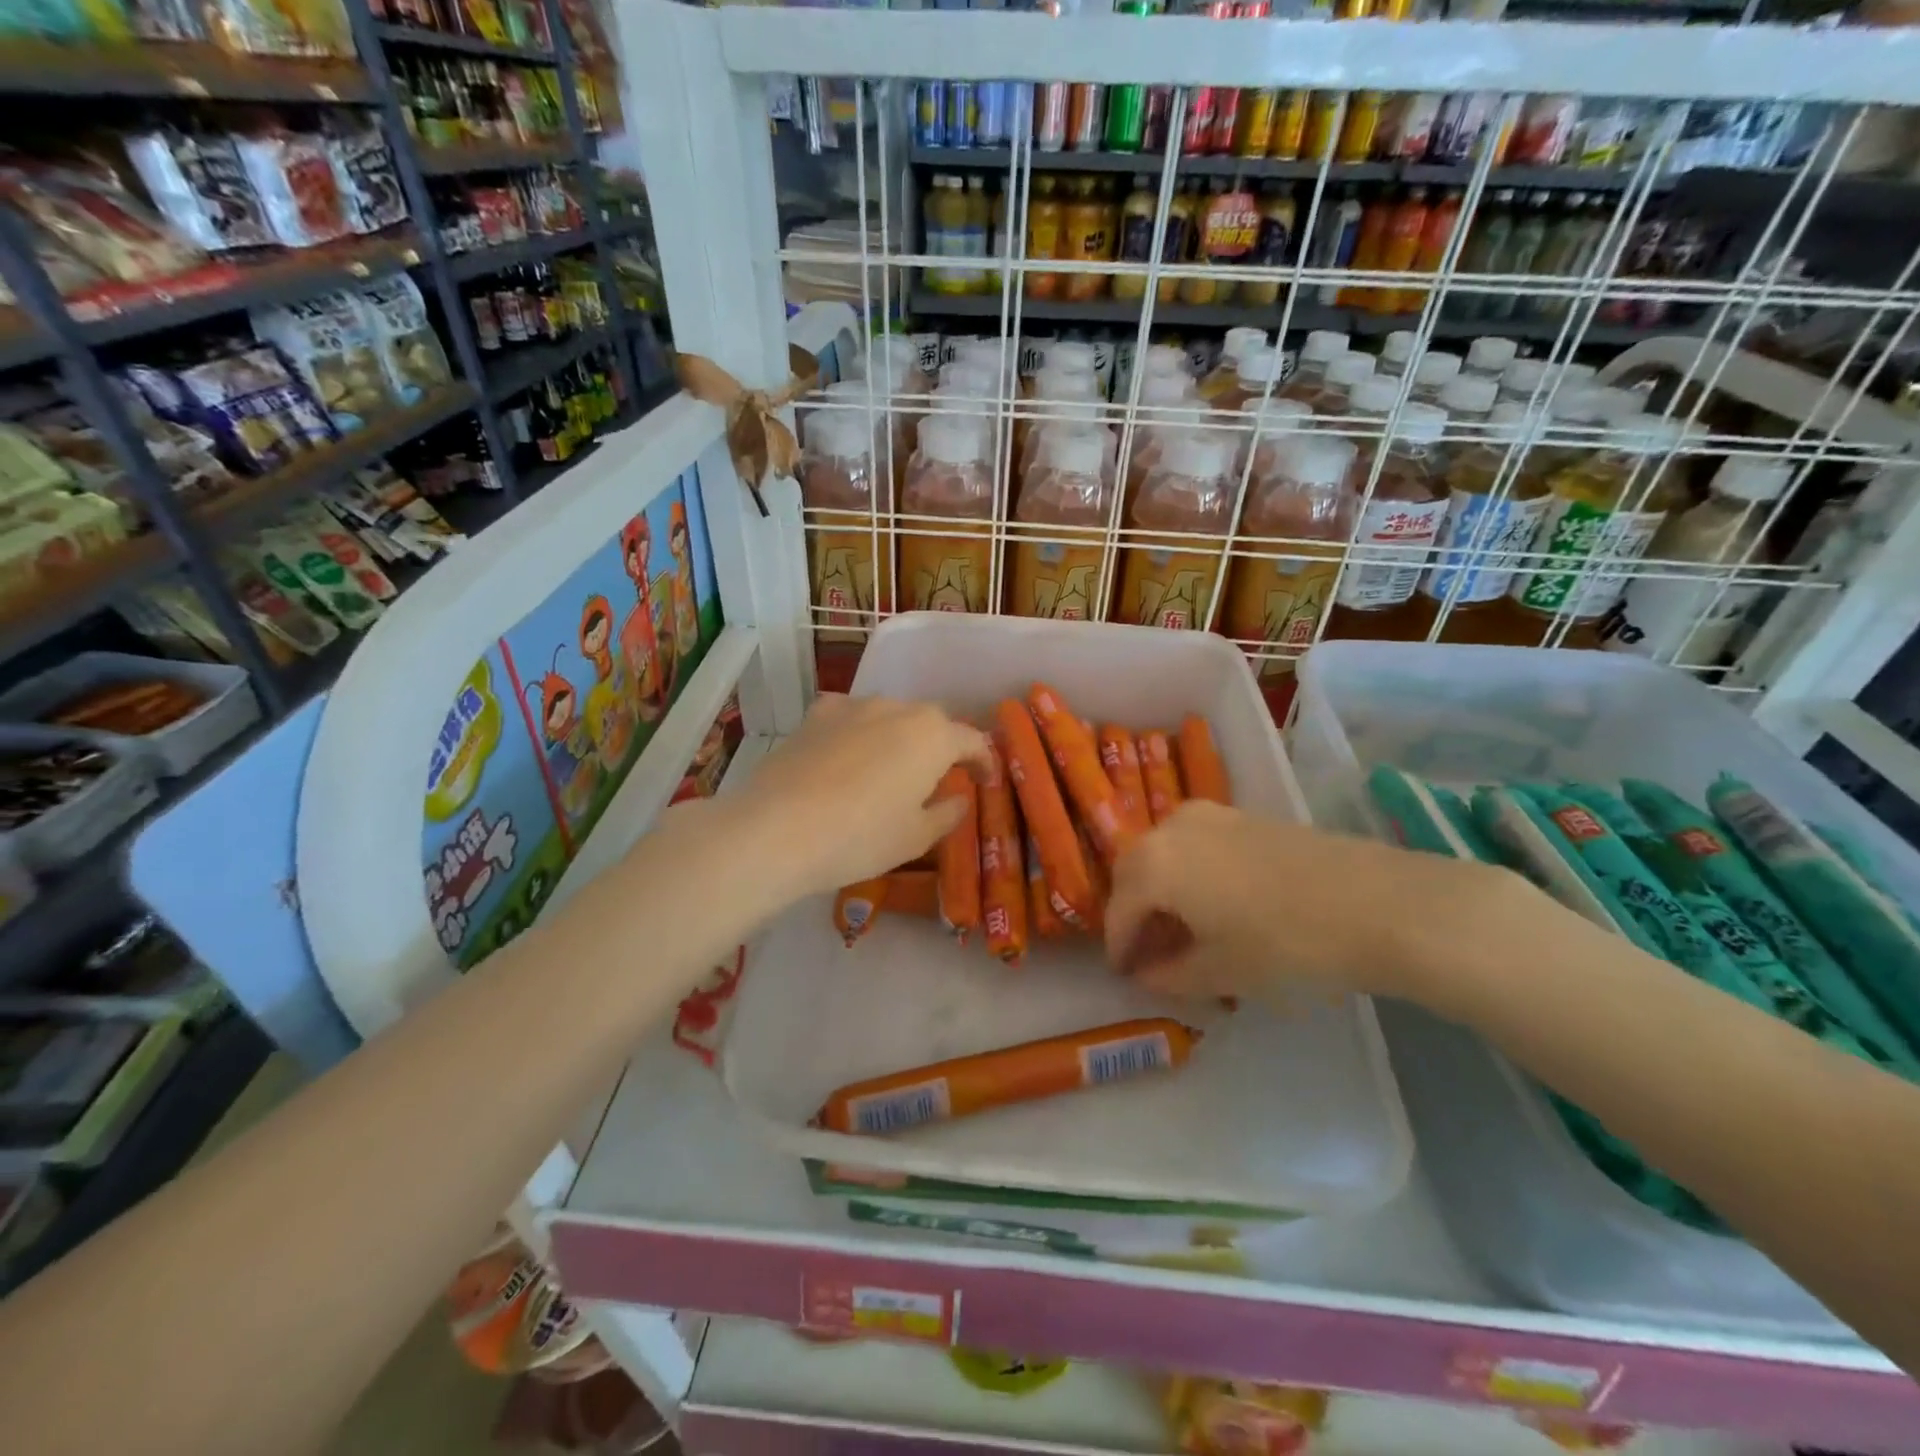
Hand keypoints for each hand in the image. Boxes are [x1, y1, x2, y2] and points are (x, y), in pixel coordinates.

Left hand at [736, 694, 990, 900]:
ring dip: (898, 738)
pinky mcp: (815, 715)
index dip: (983, 761)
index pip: (972, 740)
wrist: (776, 829)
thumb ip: (947, 813)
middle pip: (931, 723)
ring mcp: (852, 706)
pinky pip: (850, 718)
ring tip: (890, 770)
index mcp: (933, 735)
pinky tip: (847, 757)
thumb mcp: (916, 837)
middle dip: (940, 747)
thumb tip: (959, 798)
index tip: (985, 781)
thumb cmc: (861, 837)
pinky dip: (858, 734)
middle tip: (938, 778)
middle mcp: (897, 708)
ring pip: (889, 717)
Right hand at [1103, 799, 1514, 1004]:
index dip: (1119, 947)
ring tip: (1183, 930)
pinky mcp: (1242, 816)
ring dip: (1162, 890)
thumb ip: (1170, 974)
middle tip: (1149, 953)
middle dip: (1135, 913)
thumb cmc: (1285, 944)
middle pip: (1135, 873)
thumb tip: (1146, 973)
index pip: (1119, 910)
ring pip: (1164, 854)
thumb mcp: (1221, 971)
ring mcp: (1209, 816)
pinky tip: (1214, 904)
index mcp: (1153, 865)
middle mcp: (1170, 828)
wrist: (1375, 903)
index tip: (1123, 975)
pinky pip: (1194, 845)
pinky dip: (1189, 873)